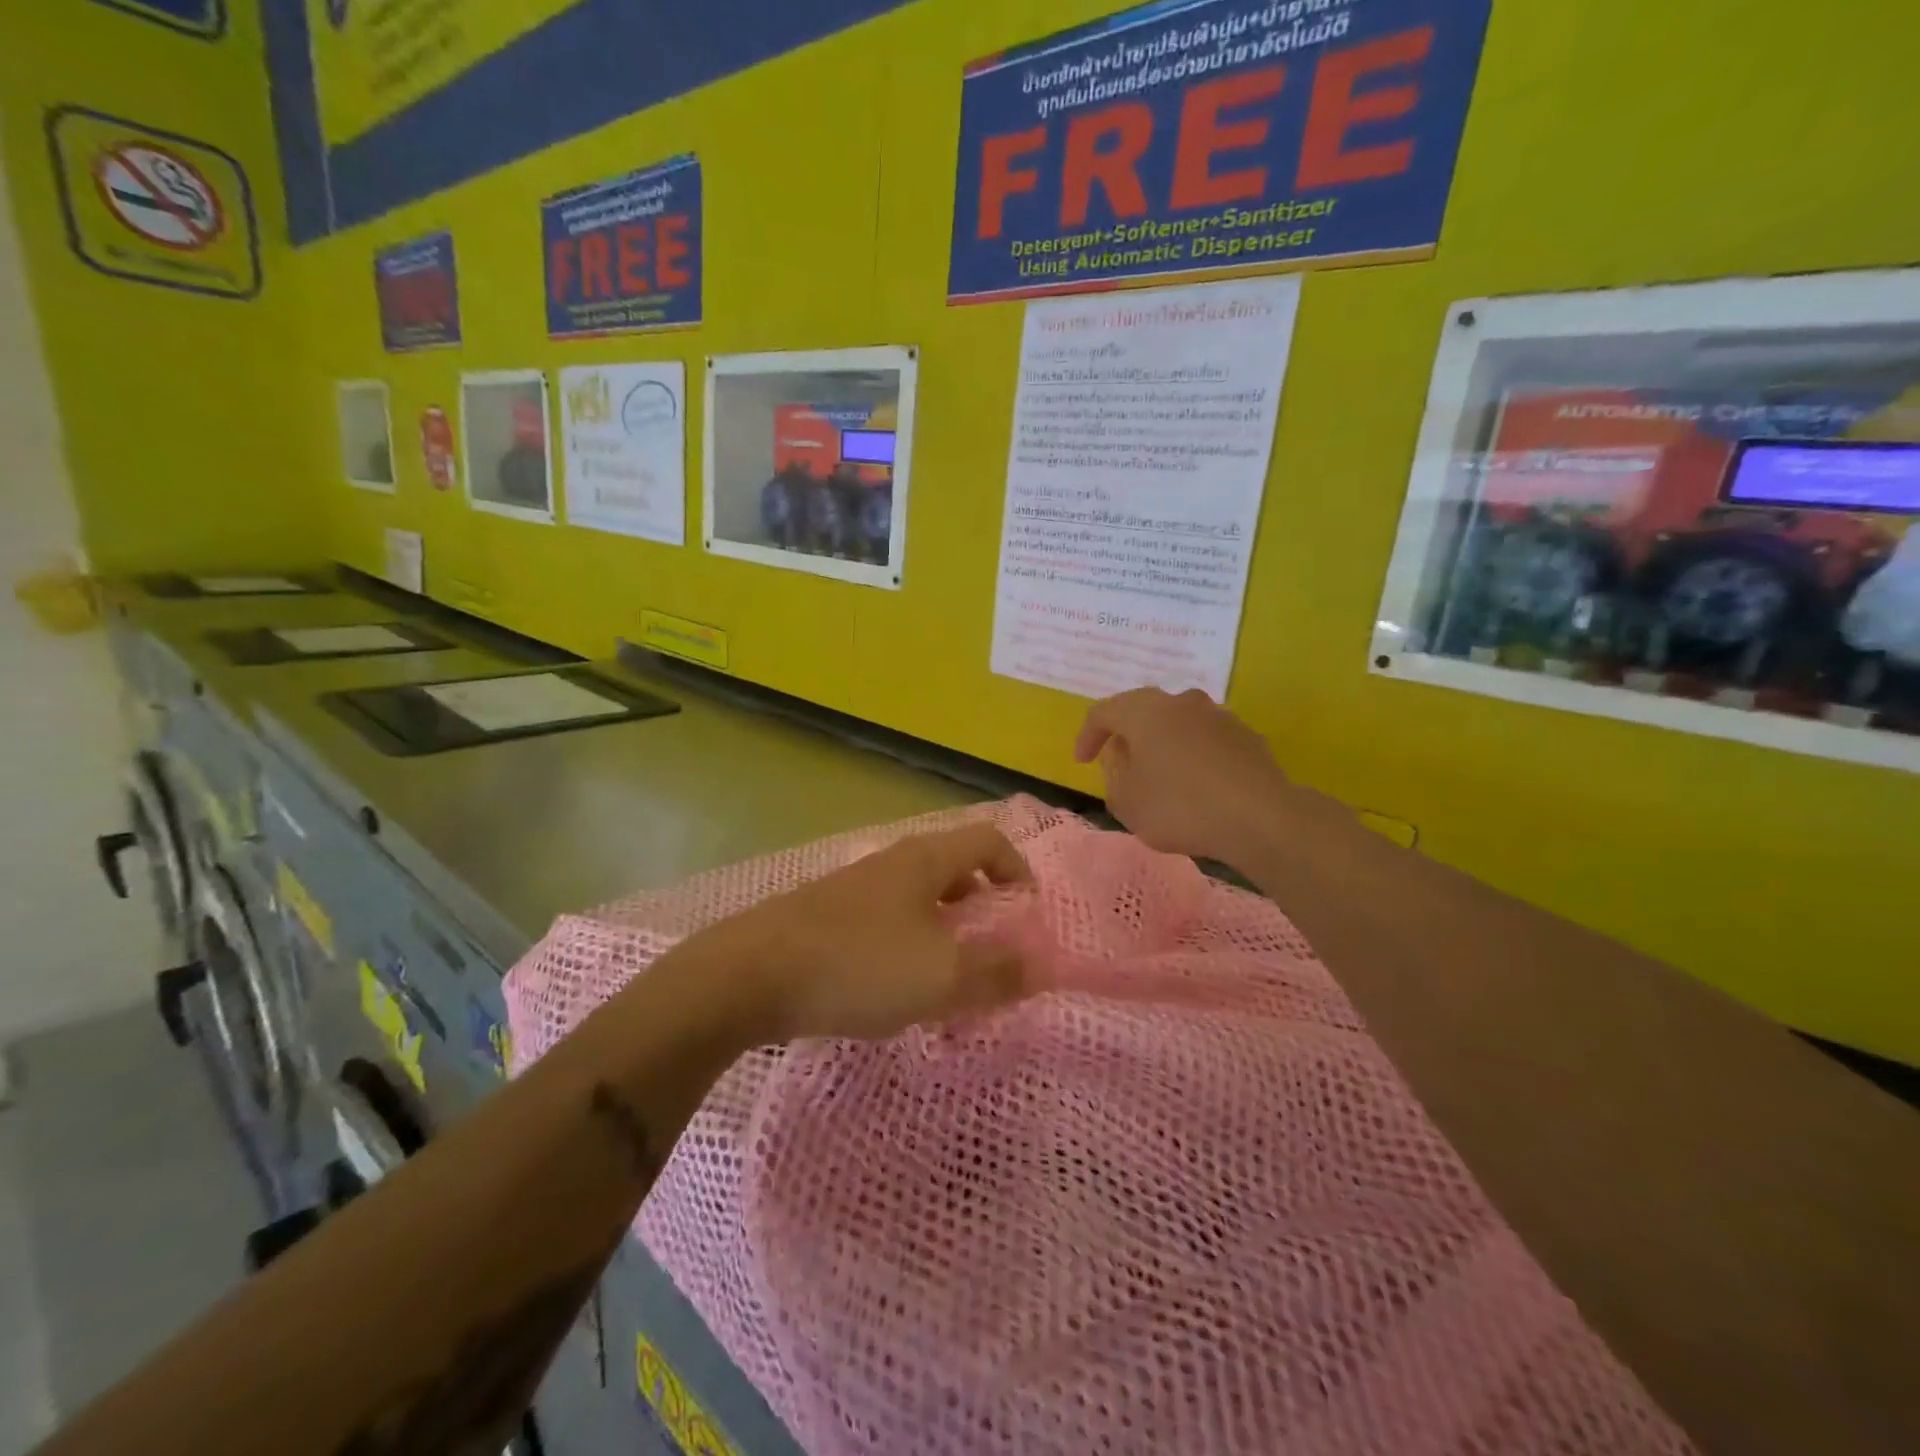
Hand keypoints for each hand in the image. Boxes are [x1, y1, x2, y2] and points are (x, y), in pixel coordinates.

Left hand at [711, 823, 1035, 1042]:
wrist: (749, 975)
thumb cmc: (859, 964)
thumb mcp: (941, 976)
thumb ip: (996, 973)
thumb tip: (1041, 967)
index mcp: (925, 860)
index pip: (988, 840)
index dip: (1018, 868)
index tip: (1029, 912)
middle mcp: (892, 863)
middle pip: (954, 868)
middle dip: (983, 905)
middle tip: (994, 949)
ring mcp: (855, 889)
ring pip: (918, 899)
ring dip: (945, 930)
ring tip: (951, 977)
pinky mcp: (828, 919)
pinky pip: (887, 923)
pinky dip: (909, 947)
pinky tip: (898, 989)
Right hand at [1075, 687, 1292, 864]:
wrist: (1261, 818)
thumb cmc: (1180, 807)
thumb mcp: (1126, 803)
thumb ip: (1114, 778)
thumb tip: (1124, 761)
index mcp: (1144, 711)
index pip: (1103, 712)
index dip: (1087, 736)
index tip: (1082, 762)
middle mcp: (1181, 702)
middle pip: (1143, 711)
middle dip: (1128, 736)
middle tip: (1120, 763)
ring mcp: (1219, 716)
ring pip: (1178, 724)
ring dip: (1163, 745)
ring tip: (1160, 776)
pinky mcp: (1247, 736)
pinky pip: (1206, 741)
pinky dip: (1193, 757)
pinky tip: (1197, 786)